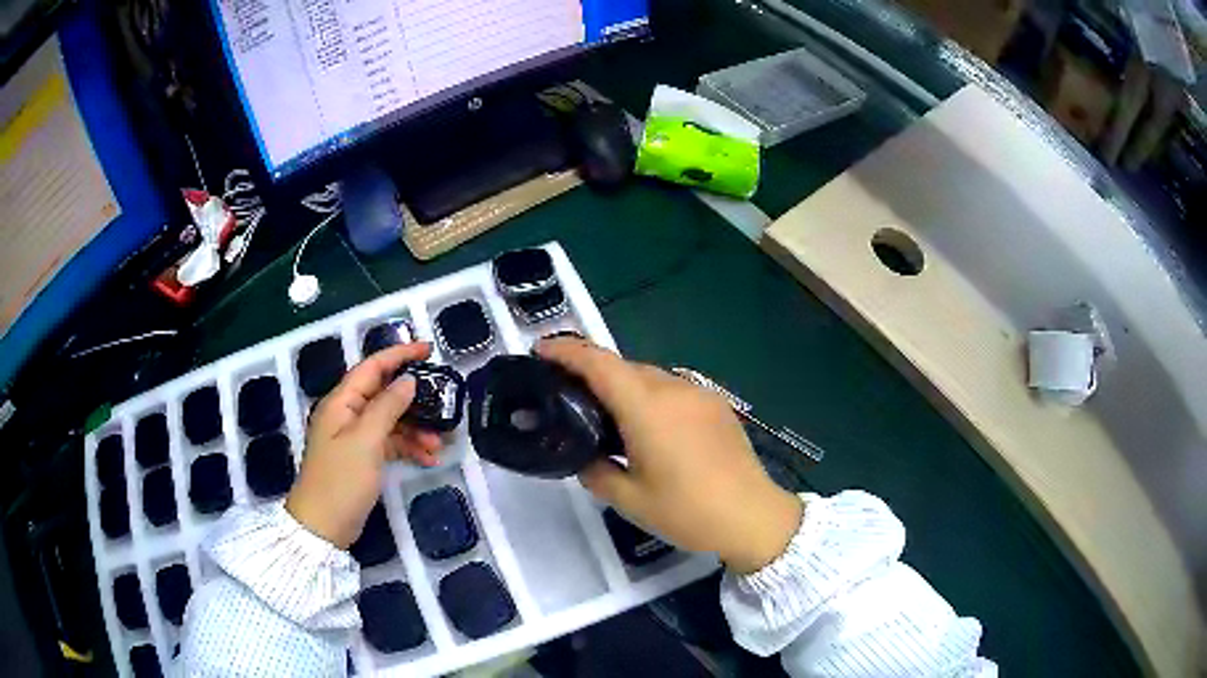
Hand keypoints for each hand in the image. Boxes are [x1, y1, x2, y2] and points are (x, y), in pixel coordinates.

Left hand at [285, 342, 443, 547]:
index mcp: (341, 402)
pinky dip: (408, 447)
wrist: (323, 526)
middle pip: (384, 394)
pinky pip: (389, 443)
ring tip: (441, 443)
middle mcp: (347, 414)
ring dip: (416, 428)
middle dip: (414, 399)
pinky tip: (429, 459)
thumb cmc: (341, 480)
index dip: (400, 355)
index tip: (429, 349)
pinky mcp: (362, 458)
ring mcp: (354, 438)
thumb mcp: (366, 441)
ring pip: (391, 421)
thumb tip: (408, 381)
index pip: (372, 368)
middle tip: (444, 402)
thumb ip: (387, 407)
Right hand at [536, 338, 802, 573]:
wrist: (753, 516)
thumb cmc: (688, 512)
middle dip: (591, 370)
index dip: (566, 351)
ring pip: (649, 376)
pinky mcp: (716, 405)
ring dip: (622, 385)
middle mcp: (673, 389)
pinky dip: (649, 396)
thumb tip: (584, 458)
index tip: (540, 350)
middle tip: (567, 393)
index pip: (598, 363)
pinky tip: (647, 426)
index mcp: (647, 408)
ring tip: (606, 414)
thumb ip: (596, 472)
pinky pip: (672, 389)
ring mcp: (699, 394)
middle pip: (623, 366)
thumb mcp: (630, 500)